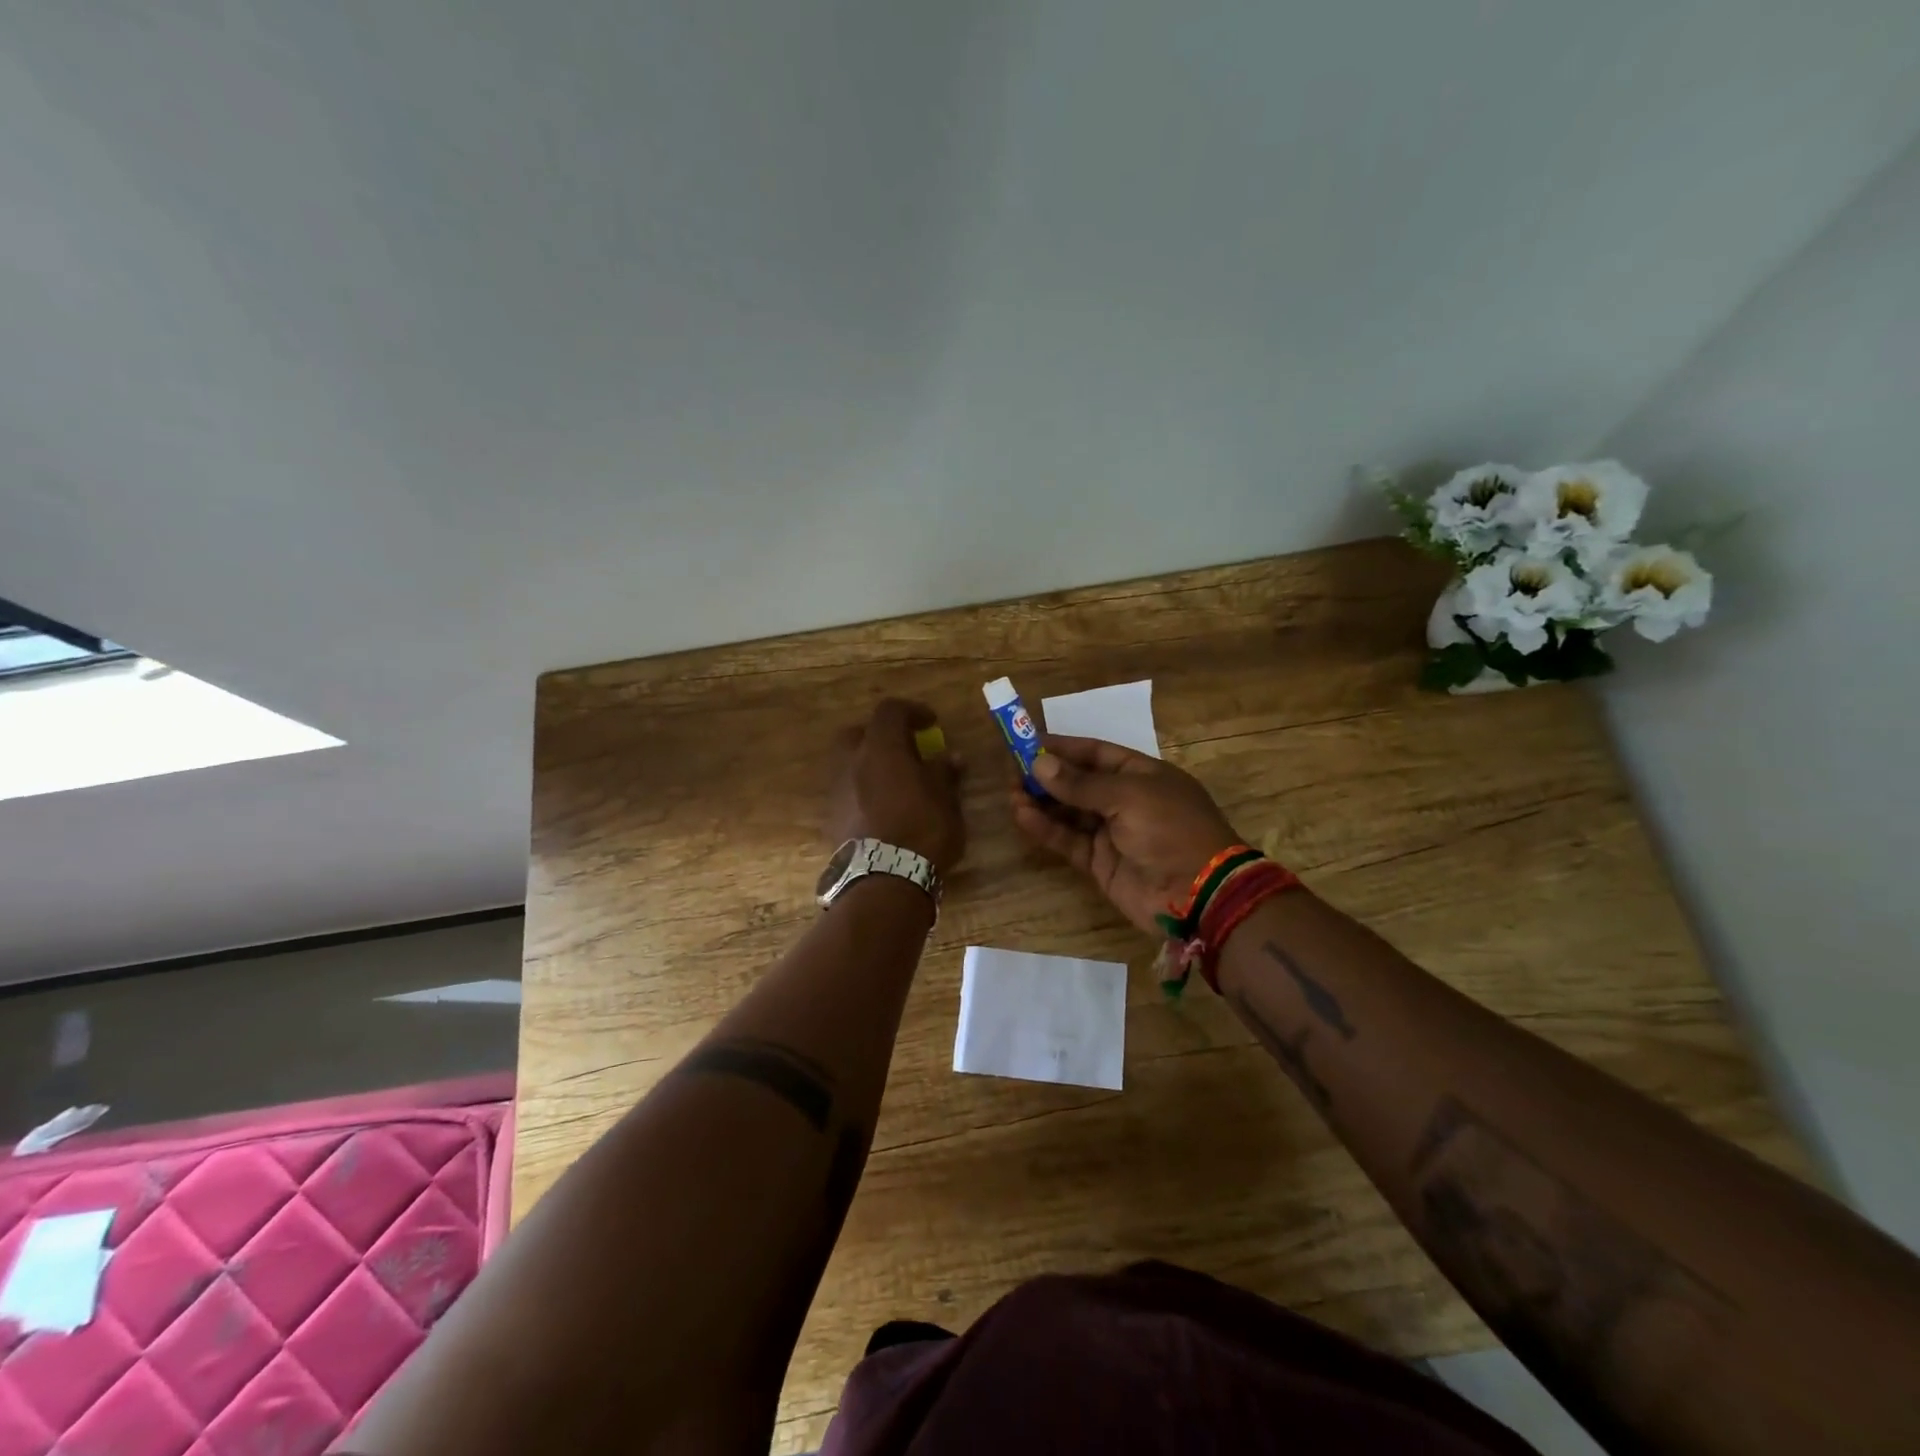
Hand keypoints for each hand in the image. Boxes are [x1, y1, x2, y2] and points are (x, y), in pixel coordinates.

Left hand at [828, 699, 966, 873]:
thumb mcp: (946, 800)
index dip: (912, 711)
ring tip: (896, 784)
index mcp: (881, 748)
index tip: (931, 723)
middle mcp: (852, 762)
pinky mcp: (832, 819)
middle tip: (905, 750)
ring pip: (850, 764)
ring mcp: (837, 791)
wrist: (885, 880)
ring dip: (870, 766)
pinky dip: (864, 792)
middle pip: (859, 734)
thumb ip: (944, 774)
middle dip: (880, 736)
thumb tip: (950, 759)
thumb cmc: (923, 830)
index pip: (890, 711)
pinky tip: (883, 810)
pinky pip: (848, 792)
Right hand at [1011, 735, 1242, 935]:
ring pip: (1069, 812)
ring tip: (1012, 794)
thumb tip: (1038, 763)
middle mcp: (1126, 800)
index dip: (1063, 748)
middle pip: (1079, 782)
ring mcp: (1112, 832)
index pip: (1096, 753)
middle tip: (1012, 771)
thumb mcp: (1128, 796)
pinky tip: (1023, 816)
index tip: (1028, 742)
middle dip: (1047, 776)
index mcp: (1142, 774)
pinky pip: (1068, 840)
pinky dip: (1046, 829)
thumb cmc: (1170, 829)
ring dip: (1041, 802)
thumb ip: (1080, 783)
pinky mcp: (1100, 862)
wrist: (1199, 894)